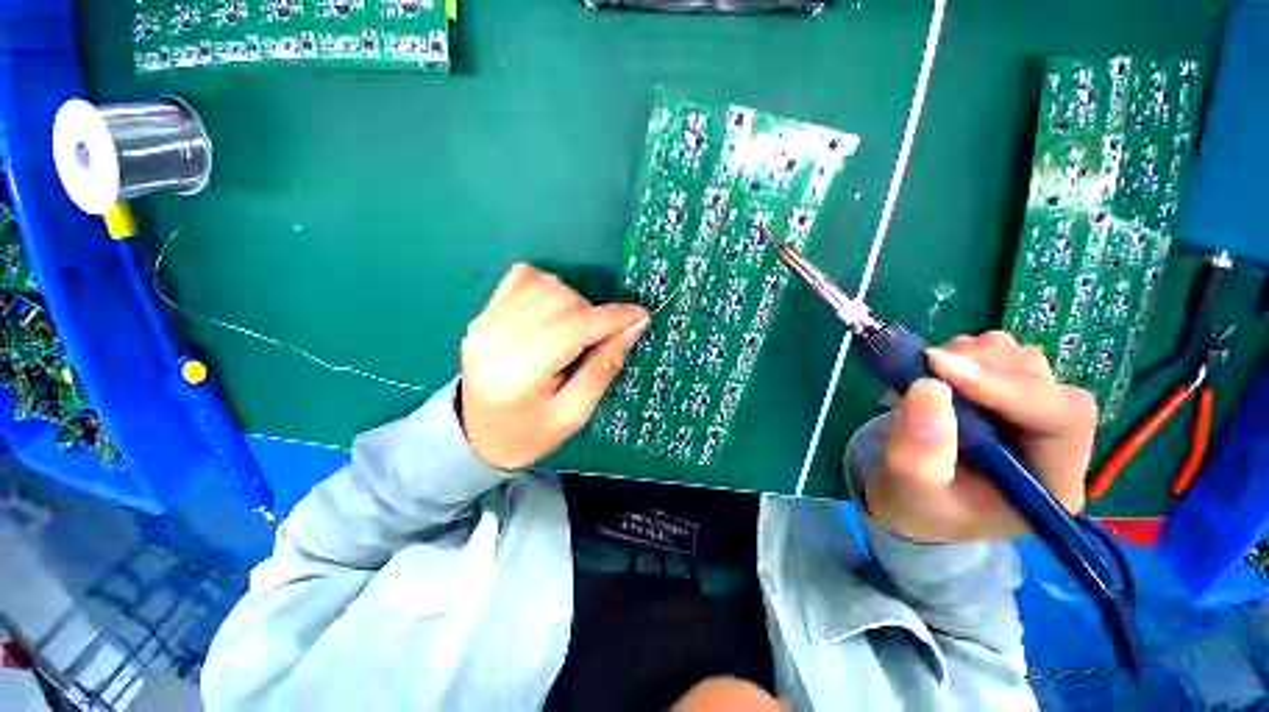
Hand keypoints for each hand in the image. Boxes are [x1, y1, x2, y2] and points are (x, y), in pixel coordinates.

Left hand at [459, 264, 647, 470]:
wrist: (482, 434)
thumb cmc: (532, 432)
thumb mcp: (575, 413)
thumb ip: (604, 367)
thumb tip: (633, 326)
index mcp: (515, 376)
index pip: (571, 328)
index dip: (610, 318)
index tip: (639, 316)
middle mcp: (492, 341)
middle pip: (559, 301)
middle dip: (594, 313)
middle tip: (602, 337)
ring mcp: (483, 322)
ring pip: (545, 284)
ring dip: (574, 301)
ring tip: (577, 330)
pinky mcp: (484, 312)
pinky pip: (524, 277)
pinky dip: (549, 287)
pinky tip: (555, 312)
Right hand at [864, 331, 1097, 542]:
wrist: (908, 499)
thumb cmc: (915, 507)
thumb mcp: (910, 493)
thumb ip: (920, 453)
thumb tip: (929, 387)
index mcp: (1050, 482)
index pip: (1062, 420)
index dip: (1009, 387)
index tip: (942, 368)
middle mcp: (1053, 443)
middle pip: (1043, 381)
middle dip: (984, 367)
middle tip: (927, 368)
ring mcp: (1029, 412)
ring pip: (1020, 359)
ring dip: (970, 357)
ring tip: (925, 377)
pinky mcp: (1003, 392)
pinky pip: (994, 353)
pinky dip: (958, 354)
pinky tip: (931, 377)